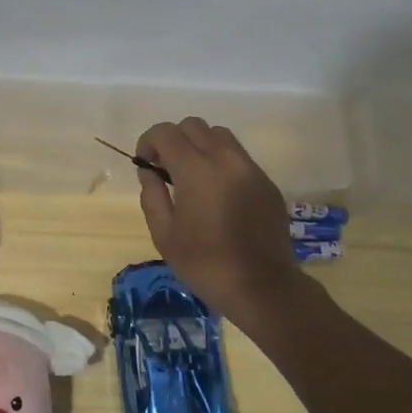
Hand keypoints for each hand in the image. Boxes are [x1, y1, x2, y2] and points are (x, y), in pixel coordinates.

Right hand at [135, 118, 306, 323]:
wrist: (261, 286)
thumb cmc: (205, 263)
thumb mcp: (164, 234)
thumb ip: (152, 195)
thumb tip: (148, 172)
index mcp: (196, 169)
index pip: (166, 132)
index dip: (149, 141)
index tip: (145, 163)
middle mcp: (225, 158)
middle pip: (193, 125)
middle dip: (173, 140)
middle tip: (166, 169)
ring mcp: (250, 168)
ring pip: (219, 135)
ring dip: (199, 146)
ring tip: (193, 176)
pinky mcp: (266, 182)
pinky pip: (238, 156)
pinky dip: (221, 162)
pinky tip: (218, 193)